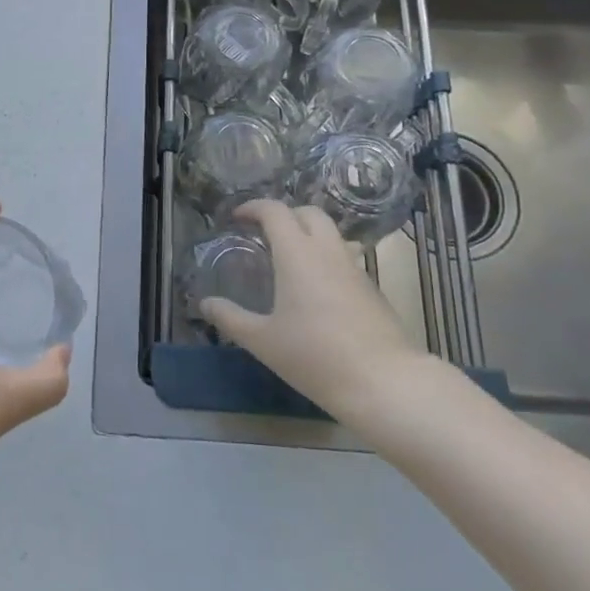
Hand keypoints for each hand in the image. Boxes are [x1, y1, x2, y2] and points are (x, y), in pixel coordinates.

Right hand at [198, 199, 431, 424]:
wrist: (384, 382)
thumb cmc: (315, 356)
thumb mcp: (263, 341)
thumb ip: (231, 318)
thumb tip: (205, 303)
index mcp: (297, 253)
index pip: (275, 211)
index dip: (253, 208)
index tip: (237, 218)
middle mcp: (327, 251)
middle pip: (308, 212)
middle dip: (285, 215)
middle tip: (265, 234)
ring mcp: (354, 268)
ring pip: (331, 233)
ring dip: (308, 234)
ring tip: (290, 259)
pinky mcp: (372, 288)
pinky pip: (344, 257)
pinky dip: (326, 258)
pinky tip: (316, 289)